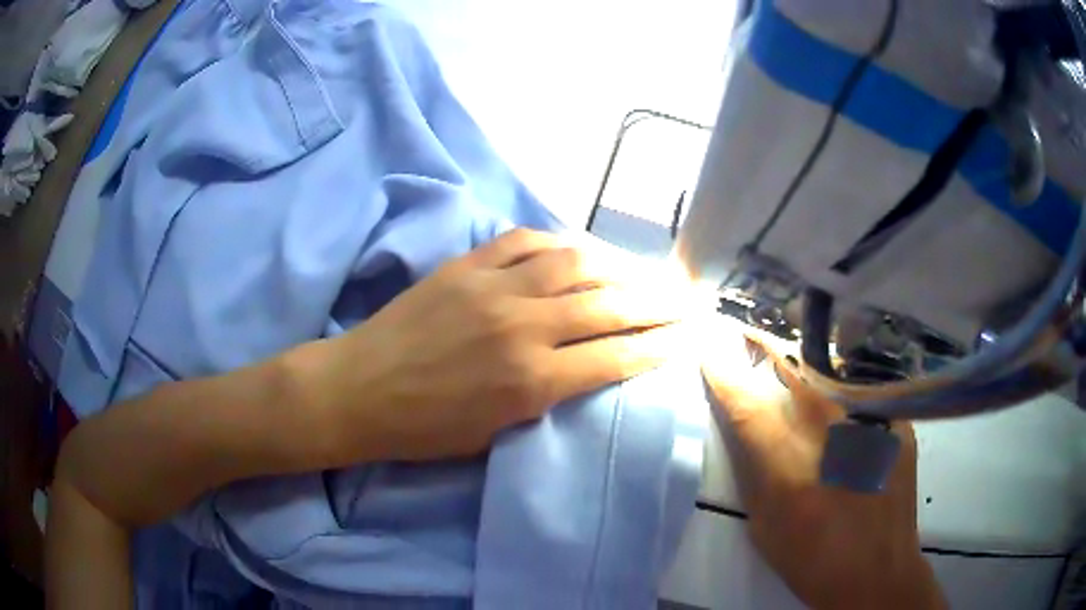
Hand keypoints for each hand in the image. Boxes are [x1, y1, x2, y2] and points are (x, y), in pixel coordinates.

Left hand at [307, 228, 691, 462]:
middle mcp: (523, 327)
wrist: (359, 390)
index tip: (685, 338)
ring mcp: (493, 287)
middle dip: (656, 303)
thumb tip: (584, 365)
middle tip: (682, 299)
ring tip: (641, 270)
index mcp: (531, 381)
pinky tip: (580, 249)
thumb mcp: (494, 432)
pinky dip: (560, 242)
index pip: (616, 357)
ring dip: (618, 265)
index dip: (659, 347)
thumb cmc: (423, 428)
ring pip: (575, 263)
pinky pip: (525, 240)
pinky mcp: (467, 264)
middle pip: (609, 306)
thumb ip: (546, 396)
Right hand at [701, 321, 945, 609]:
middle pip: (793, 366)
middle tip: (749, 332)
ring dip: (805, 359)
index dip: (724, 373)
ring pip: (830, 369)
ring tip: (792, 354)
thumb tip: (746, 426)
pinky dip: (843, 384)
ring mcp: (870, 421)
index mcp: (789, 465)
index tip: (709, 351)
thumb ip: (753, 471)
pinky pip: (863, 388)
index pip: (747, 402)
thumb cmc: (813, 559)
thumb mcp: (764, 525)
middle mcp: (832, 430)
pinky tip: (841, 393)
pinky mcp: (895, 422)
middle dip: (765, 344)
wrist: (876, 572)